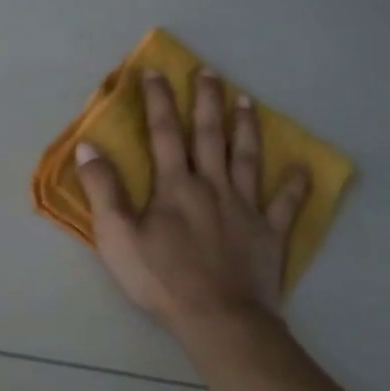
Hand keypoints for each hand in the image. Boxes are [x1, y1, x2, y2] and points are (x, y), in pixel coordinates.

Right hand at [76, 68, 309, 341]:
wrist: (218, 318)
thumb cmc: (160, 279)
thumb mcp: (116, 236)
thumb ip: (103, 190)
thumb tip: (88, 148)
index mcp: (175, 186)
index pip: (164, 134)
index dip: (158, 101)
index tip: (155, 72)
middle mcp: (212, 186)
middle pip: (210, 136)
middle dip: (207, 101)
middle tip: (210, 72)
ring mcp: (245, 208)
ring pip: (247, 158)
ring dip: (246, 128)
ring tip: (247, 101)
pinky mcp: (269, 233)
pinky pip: (285, 204)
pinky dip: (294, 185)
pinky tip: (302, 168)